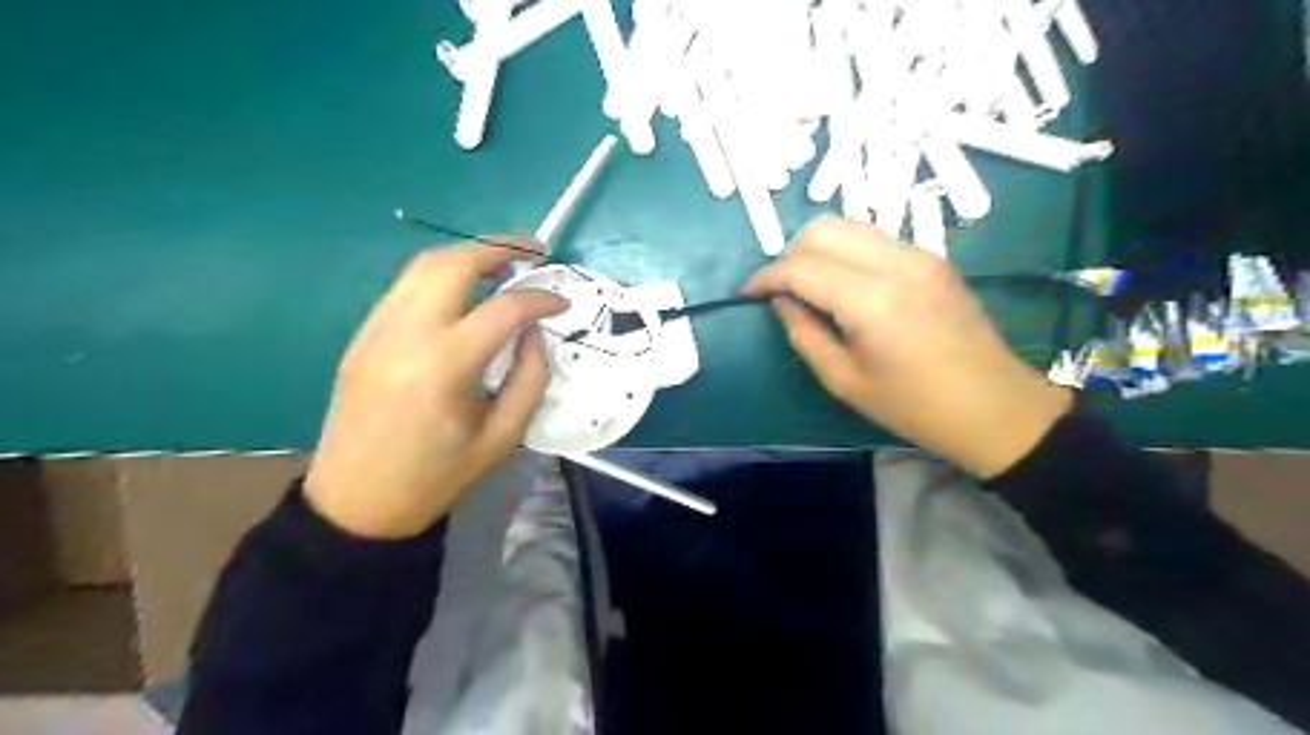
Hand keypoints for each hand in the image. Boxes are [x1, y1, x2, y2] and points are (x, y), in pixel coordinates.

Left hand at [312, 243, 571, 535]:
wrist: (356, 501)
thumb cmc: (437, 477)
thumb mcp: (502, 438)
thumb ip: (530, 379)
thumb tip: (532, 334)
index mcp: (444, 367)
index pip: (503, 309)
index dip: (540, 299)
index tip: (561, 303)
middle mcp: (405, 335)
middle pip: (453, 264)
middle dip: (499, 247)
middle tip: (533, 250)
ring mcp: (376, 331)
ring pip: (422, 267)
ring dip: (467, 256)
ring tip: (502, 263)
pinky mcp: (362, 337)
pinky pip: (405, 289)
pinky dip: (441, 277)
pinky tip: (464, 293)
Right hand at [741, 213, 1067, 476]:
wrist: (995, 407)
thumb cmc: (915, 408)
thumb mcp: (845, 382)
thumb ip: (804, 334)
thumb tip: (781, 301)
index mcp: (872, 301)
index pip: (802, 267)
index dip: (766, 277)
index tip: (747, 294)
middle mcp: (896, 263)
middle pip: (823, 229)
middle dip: (789, 254)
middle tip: (780, 291)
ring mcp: (920, 254)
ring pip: (848, 225)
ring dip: (817, 249)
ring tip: (808, 287)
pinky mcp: (932, 257)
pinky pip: (873, 238)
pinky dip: (845, 252)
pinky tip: (843, 285)